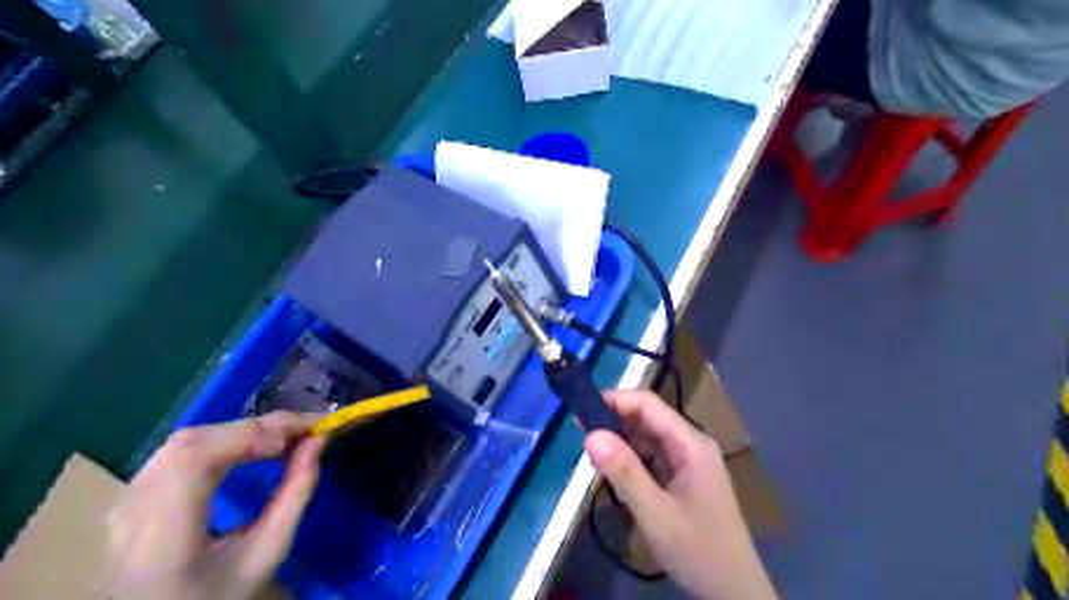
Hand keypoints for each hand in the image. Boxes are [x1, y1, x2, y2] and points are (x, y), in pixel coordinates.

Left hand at [108, 412, 328, 599]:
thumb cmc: (216, 596)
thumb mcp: (267, 554)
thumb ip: (295, 495)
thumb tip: (317, 442)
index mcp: (161, 537)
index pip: (194, 459)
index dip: (250, 435)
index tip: (302, 435)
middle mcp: (132, 510)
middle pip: (192, 443)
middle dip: (255, 429)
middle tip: (303, 432)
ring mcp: (124, 500)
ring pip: (186, 440)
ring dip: (241, 432)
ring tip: (283, 440)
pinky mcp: (131, 495)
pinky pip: (180, 450)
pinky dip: (224, 440)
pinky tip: (251, 449)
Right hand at [584, 390, 778, 599]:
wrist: (734, 592)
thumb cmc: (698, 550)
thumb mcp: (655, 513)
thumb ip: (624, 472)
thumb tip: (590, 434)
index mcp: (690, 443)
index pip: (648, 404)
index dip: (615, 400)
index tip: (582, 412)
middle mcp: (690, 444)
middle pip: (648, 418)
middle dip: (614, 422)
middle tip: (580, 436)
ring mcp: (687, 461)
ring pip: (647, 438)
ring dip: (620, 442)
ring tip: (592, 455)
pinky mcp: (682, 477)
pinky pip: (651, 457)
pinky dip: (630, 460)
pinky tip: (613, 472)